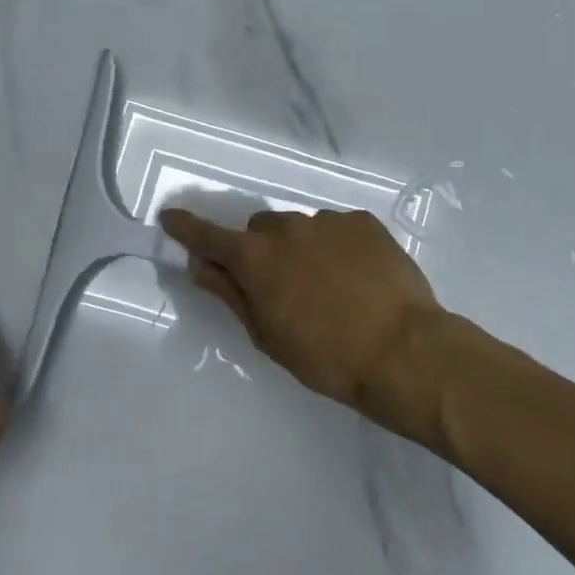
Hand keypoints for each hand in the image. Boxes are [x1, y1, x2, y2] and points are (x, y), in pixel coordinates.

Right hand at [159, 207, 448, 445]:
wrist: (404, 351)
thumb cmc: (326, 356)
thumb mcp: (267, 334)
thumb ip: (231, 294)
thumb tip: (201, 266)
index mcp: (256, 258)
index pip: (208, 237)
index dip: (187, 228)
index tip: (171, 217)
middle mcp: (287, 228)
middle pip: (259, 232)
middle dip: (259, 253)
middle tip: (279, 287)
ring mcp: (329, 221)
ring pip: (300, 230)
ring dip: (301, 250)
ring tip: (329, 288)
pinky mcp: (364, 222)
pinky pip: (336, 230)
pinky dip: (336, 248)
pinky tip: (357, 278)